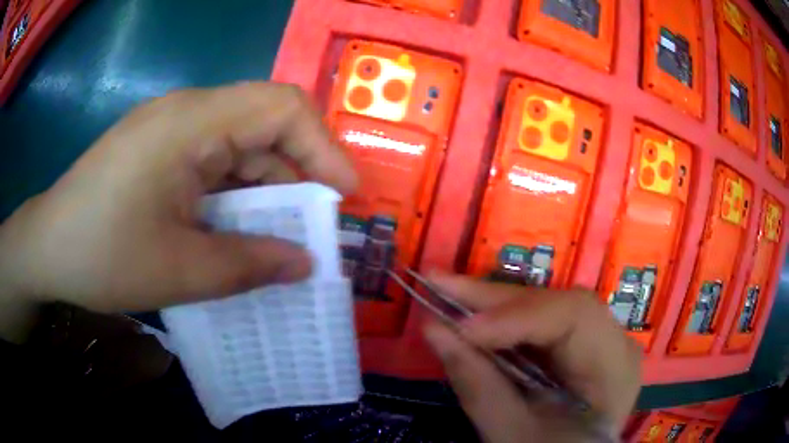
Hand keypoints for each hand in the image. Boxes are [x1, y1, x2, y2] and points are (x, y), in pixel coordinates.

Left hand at [0, 83, 356, 338]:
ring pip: (237, 146)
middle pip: (263, 124)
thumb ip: (249, 266)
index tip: (343, 195)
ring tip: (275, 238)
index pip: (281, 107)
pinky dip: (233, 195)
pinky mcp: (158, 150)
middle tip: (312, 225)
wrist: (47, 247)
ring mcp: (169, 129)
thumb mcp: (179, 271)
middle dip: (296, 173)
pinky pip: (211, 162)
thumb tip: (305, 264)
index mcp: (190, 123)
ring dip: (262, 190)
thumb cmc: (102, 256)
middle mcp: (185, 113)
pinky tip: (233, 230)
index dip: (323, 147)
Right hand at [423, 274, 640, 442]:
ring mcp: (595, 341)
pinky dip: (501, 323)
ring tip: (446, 294)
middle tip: (439, 284)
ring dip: (493, 305)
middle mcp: (612, 342)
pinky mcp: (575, 347)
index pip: (575, 317)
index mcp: (614, 367)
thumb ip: (478, 385)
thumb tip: (433, 328)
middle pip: (557, 304)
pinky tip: (471, 318)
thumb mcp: (512, 434)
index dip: (516, 316)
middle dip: (495, 300)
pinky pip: (538, 324)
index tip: (462, 329)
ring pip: (545, 307)